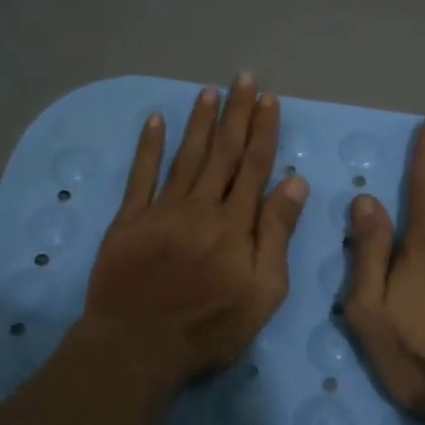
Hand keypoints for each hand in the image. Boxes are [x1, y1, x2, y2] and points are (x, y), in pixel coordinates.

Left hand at [83, 75, 308, 385]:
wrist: (138, 345)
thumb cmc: (210, 326)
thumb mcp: (263, 291)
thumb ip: (277, 235)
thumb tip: (295, 183)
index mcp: (235, 223)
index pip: (254, 166)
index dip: (263, 131)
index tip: (269, 100)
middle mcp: (200, 206)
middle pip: (222, 152)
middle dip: (236, 114)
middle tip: (243, 80)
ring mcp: (161, 210)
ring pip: (186, 156)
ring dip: (200, 123)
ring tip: (209, 92)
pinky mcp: (129, 220)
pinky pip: (141, 175)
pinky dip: (148, 146)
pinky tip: (155, 121)